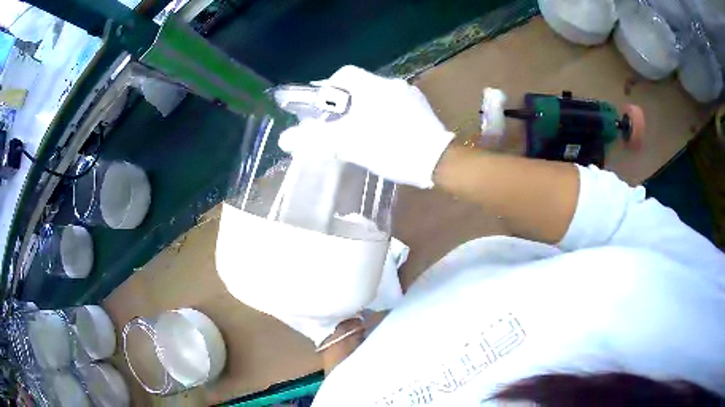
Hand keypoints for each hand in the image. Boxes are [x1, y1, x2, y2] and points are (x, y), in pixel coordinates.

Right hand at [278, 66, 453, 188]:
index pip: (345, 74)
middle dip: (344, 100)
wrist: (437, 161)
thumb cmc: (392, 148)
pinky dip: (380, 113)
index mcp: (374, 87)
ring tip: (356, 129)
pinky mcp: (420, 108)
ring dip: (363, 107)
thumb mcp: (350, 145)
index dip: (328, 86)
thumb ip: (317, 139)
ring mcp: (409, 95)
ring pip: (377, 95)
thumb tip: (285, 139)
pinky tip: (380, 131)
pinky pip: (392, 104)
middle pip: (360, 85)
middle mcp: (392, 84)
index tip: (321, 105)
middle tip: (335, 121)